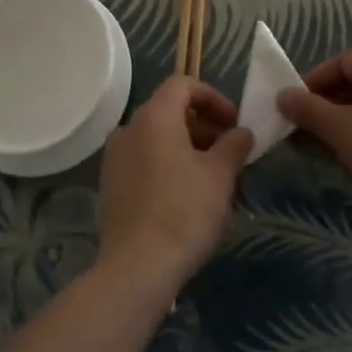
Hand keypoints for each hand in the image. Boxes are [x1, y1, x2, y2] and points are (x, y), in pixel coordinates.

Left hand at [97, 77, 253, 290]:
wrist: (137, 266)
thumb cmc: (184, 211)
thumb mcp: (220, 176)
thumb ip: (234, 145)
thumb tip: (241, 132)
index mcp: (154, 116)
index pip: (183, 84)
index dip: (213, 97)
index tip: (234, 124)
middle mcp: (128, 128)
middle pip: (168, 110)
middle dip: (202, 125)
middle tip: (228, 153)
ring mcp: (114, 157)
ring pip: (155, 138)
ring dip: (185, 147)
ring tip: (211, 178)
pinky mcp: (110, 185)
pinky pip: (142, 161)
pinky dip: (166, 165)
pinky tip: (185, 197)